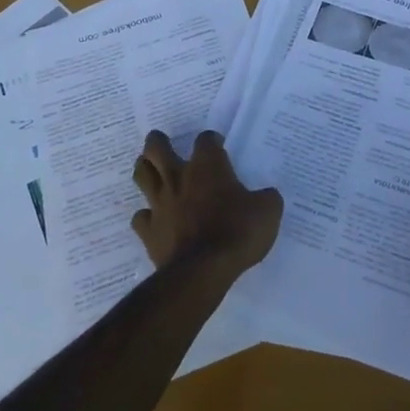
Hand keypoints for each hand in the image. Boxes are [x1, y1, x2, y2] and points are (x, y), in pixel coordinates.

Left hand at [131, 129, 282, 277]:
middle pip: (156, 148)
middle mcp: (179, 177)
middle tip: (161, 142)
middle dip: (157, 142)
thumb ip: (266, 198)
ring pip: (142, 175)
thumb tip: (266, 196)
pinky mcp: (148, 231)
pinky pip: (141, 217)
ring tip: (149, 169)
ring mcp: (160, 203)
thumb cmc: (238, 232)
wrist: (204, 270)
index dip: (212, 140)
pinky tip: (153, 219)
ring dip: (144, 169)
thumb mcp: (268, 211)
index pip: (206, 139)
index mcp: (208, 166)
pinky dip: (146, 216)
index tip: (218, 147)